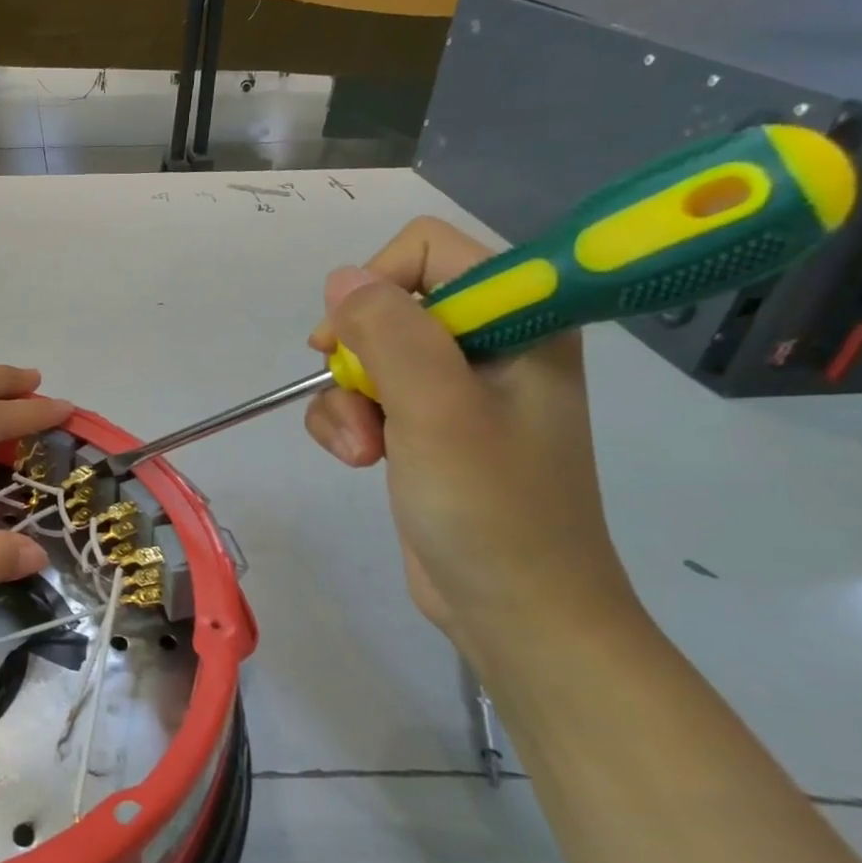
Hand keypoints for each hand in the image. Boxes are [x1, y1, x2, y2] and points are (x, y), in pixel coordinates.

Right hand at [303, 218, 640, 659]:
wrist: (514, 611)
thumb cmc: (492, 509)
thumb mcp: (438, 411)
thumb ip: (390, 334)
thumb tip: (340, 280)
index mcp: (520, 321)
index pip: (430, 251)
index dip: (379, 284)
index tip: (352, 336)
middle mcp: (488, 344)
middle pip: (386, 306)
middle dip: (357, 357)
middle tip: (358, 400)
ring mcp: (454, 388)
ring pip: (364, 356)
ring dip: (345, 401)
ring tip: (361, 449)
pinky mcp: (424, 426)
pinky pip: (362, 397)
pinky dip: (347, 425)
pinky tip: (359, 460)